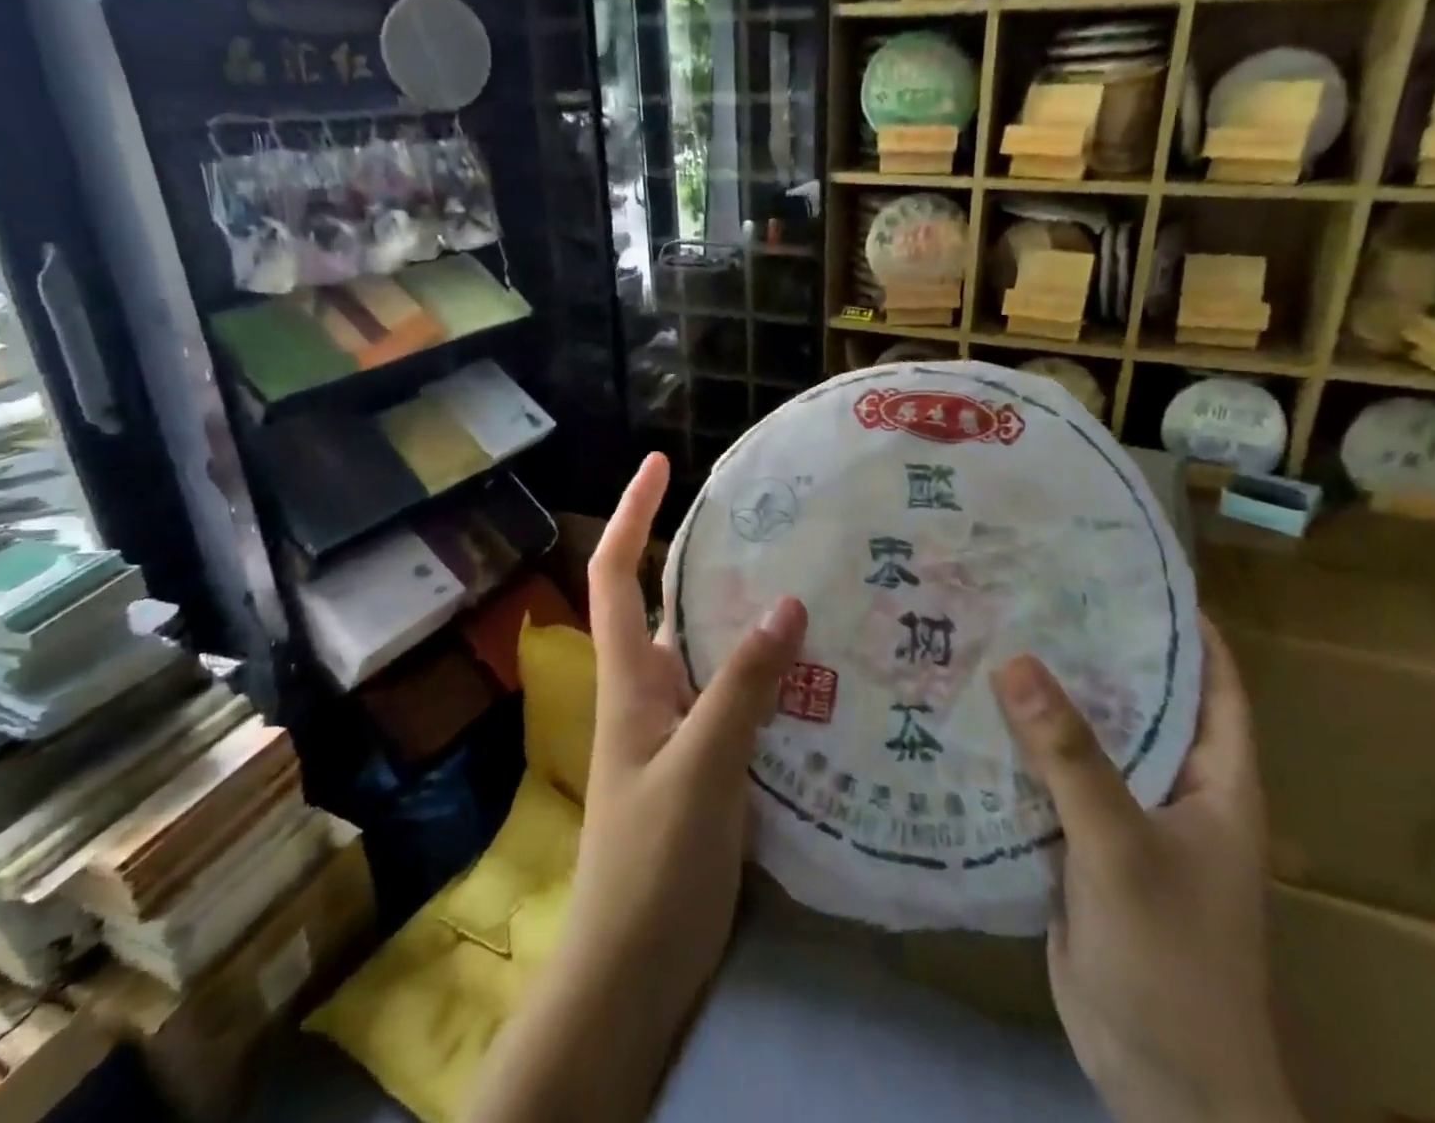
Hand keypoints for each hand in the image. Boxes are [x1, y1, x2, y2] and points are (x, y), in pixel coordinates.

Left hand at [566, 452, 807, 1036]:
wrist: (634, 971)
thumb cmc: (652, 863)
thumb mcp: (701, 767)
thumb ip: (742, 687)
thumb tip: (787, 602)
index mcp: (630, 676)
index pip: (615, 573)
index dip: (632, 514)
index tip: (660, 463)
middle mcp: (652, 688)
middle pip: (674, 602)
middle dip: (710, 557)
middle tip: (775, 524)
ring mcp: (681, 726)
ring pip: (715, 649)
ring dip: (750, 615)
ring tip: (813, 579)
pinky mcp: (709, 760)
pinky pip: (740, 696)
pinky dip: (771, 672)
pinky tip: (819, 664)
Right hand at [992, 619, 1300, 1122]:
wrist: (1160, 1084)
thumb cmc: (1172, 958)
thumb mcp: (1121, 846)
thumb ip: (1069, 755)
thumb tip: (1013, 661)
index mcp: (1216, 777)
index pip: (1212, 678)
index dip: (1180, 622)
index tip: (1122, 569)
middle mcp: (1176, 785)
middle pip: (1137, 699)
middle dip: (1092, 649)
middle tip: (1032, 592)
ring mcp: (1127, 816)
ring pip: (1088, 739)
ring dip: (1048, 699)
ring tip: (993, 635)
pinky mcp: (1085, 844)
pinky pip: (1054, 779)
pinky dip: (1023, 748)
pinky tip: (974, 713)